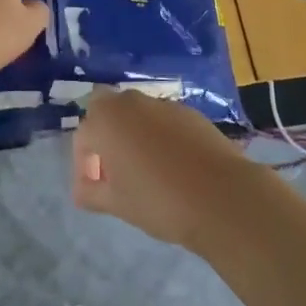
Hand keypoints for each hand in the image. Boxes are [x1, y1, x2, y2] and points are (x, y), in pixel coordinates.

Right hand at [71, 90, 262, 249]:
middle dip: (105, 138)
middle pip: (107, 112)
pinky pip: (163, 121)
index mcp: (106, 119)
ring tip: (145, 171)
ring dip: (133, 135)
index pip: (83, 137)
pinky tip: (173, 166)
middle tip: (115, 172)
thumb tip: (83, 189)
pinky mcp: (190, 113)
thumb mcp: (116, 203)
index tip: (95, 189)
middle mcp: (131, 102)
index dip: (84, 164)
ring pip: (137, 115)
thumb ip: (91, 192)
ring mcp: (163, 104)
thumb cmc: (158, 200)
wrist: (222, 196)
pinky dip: (159, 137)